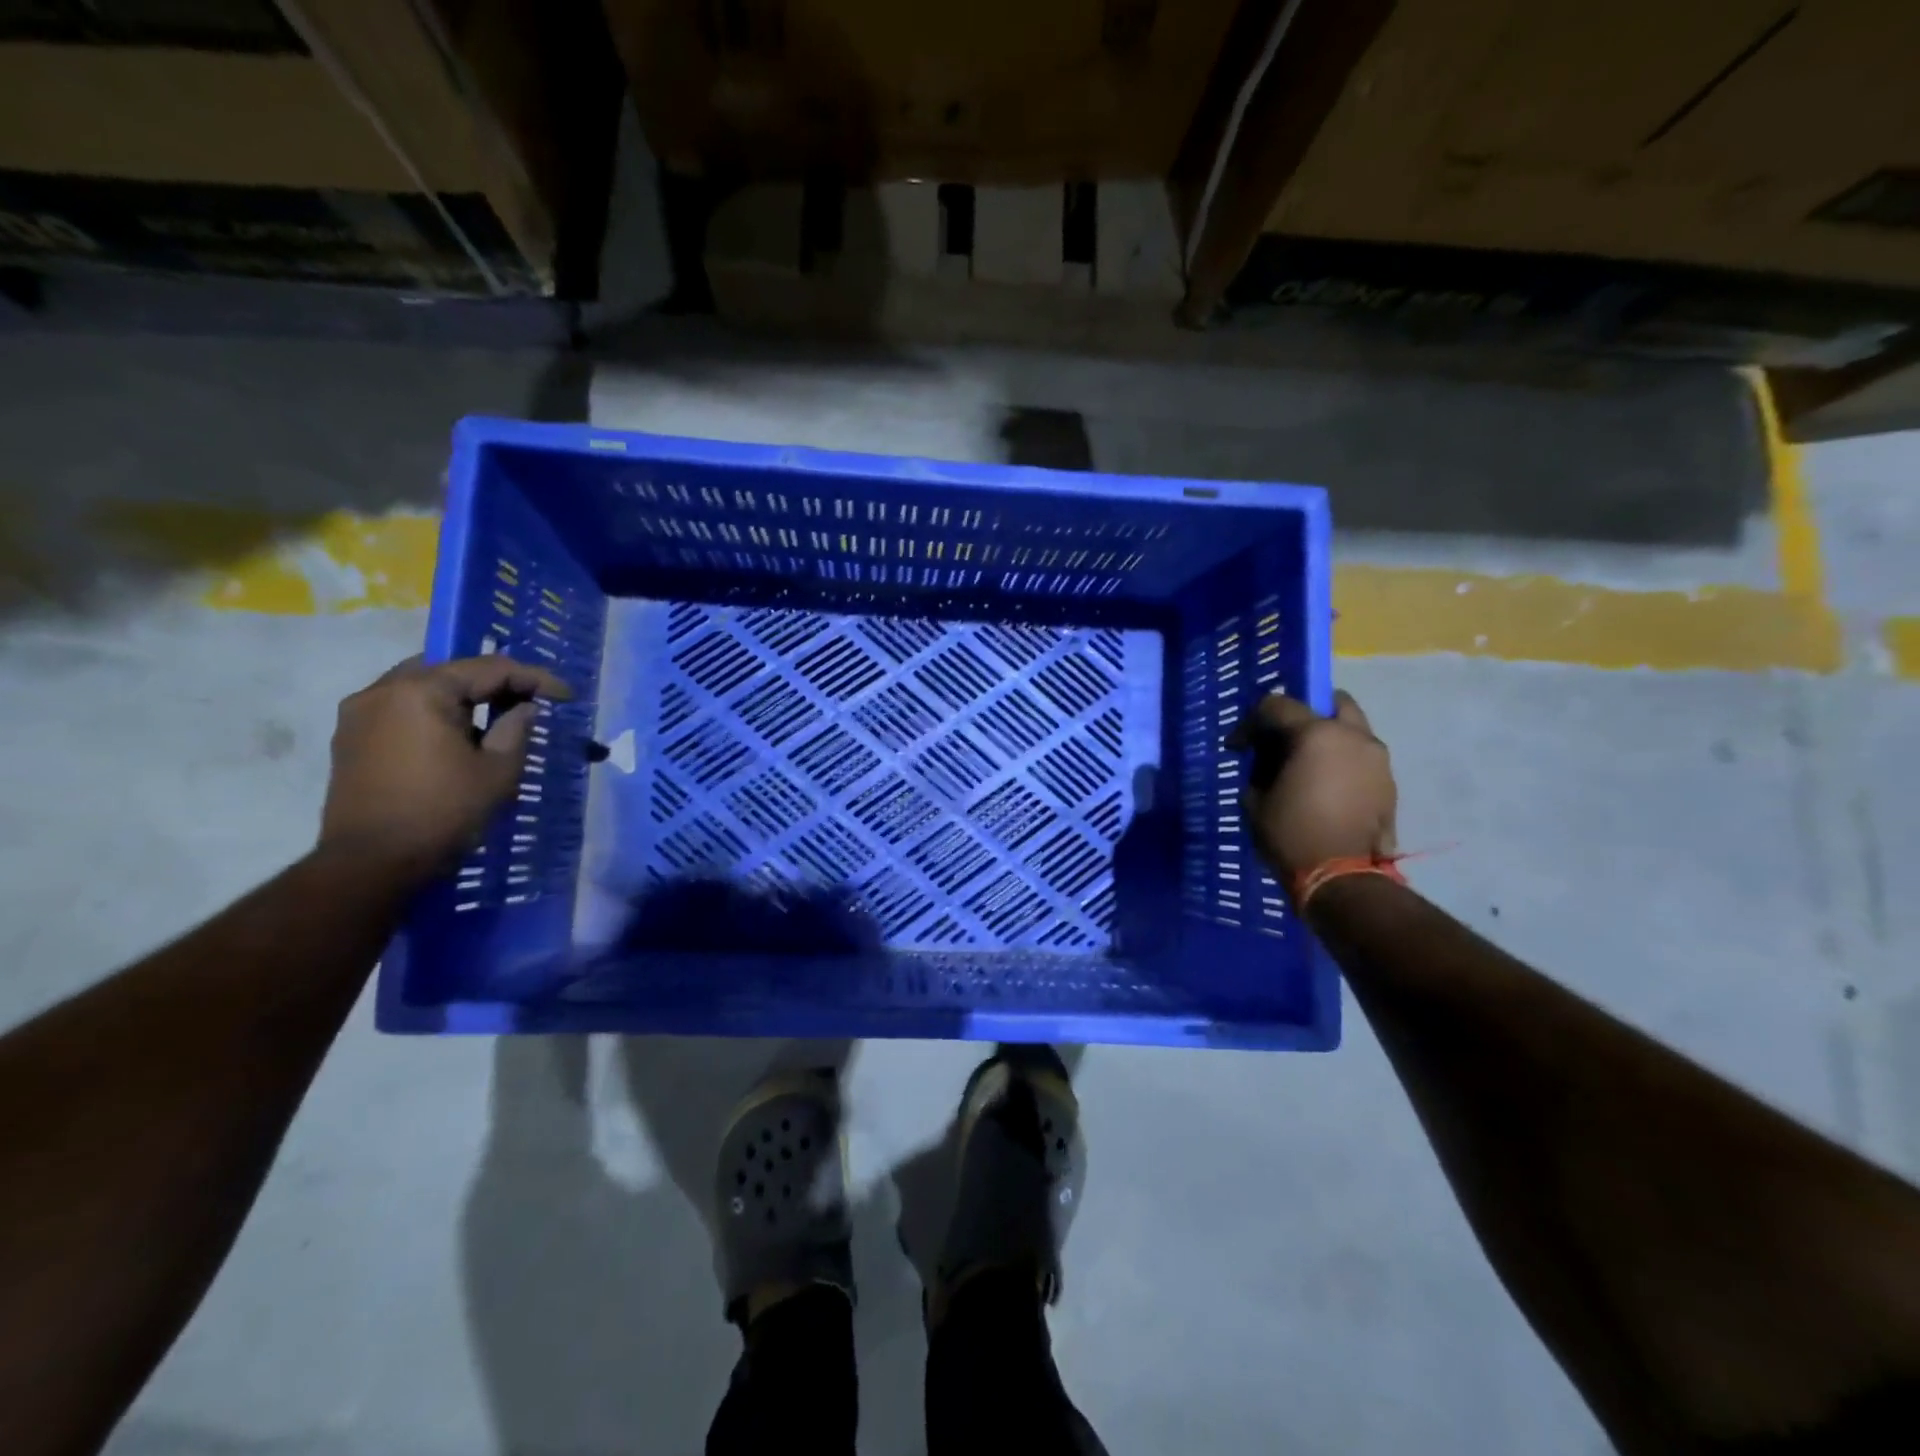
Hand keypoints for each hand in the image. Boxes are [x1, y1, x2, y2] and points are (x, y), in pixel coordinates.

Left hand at [320, 655, 571, 877]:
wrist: (370, 864)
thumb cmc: (443, 813)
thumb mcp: (498, 771)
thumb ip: (516, 729)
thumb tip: (525, 708)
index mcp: (422, 691)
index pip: (490, 669)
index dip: (535, 678)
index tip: (566, 696)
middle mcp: (383, 690)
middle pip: (452, 670)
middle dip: (495, 682)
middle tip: (531, 700)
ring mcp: (359, 713)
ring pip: (424, 686)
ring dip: (463, 696)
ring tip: (496, 717)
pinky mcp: (350, 737)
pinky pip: (402, 707)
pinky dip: (436, 712)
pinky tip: (458, 735)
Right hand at [1227, 691, 1396, 886]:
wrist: (1341, 879)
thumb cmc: (1291, 834)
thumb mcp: (1256, 799)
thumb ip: (1260, 769)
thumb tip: (1266, 762)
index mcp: (1317, 734)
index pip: (1278, 706)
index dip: (1250, 722)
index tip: (1236, 746)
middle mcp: (1354, 737)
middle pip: (1334, 701)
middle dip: (1307, 712)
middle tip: (1286, 736)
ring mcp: (1378, 760)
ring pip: (1353, 730)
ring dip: (1330, 738)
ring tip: (1308, 765)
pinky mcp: (1389, 785)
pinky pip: (1363, 759)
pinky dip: (1344, 762)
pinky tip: (1327, 786)